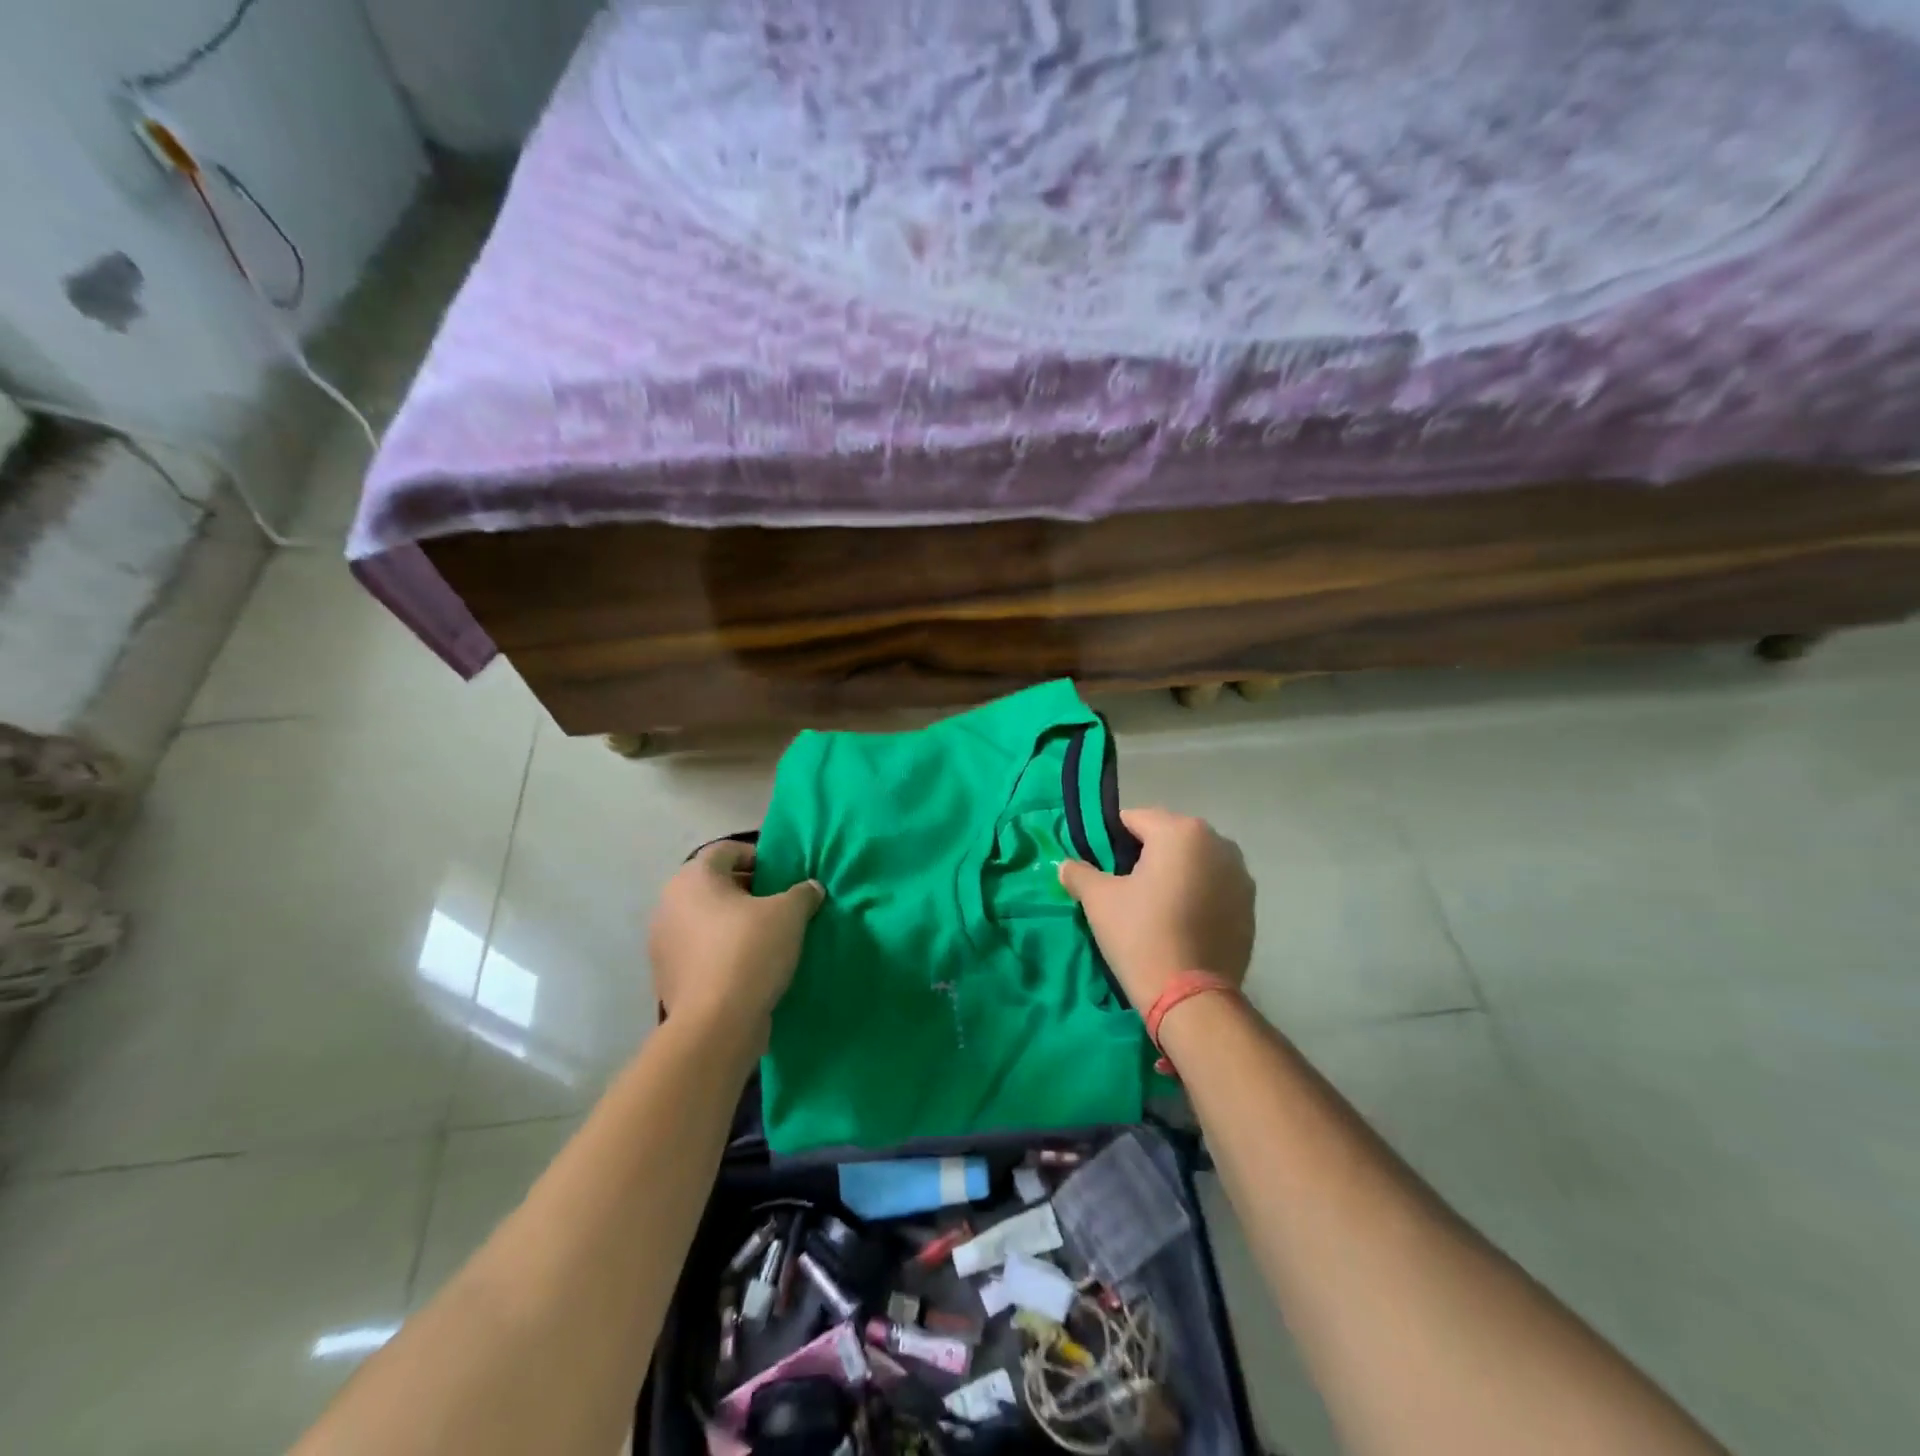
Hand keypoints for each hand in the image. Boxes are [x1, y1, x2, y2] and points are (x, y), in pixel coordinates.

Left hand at [648, 841, 822, 1033]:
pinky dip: (720, 952)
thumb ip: (802, 893)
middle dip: (746, 891)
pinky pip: (699, 951)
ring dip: (731, 923)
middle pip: (713, 885)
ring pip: (704, 920)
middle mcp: (669, 903)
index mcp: (693, 878)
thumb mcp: (790, 914)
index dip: (756, 856)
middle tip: (778, 905)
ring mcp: (663, 942)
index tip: (781, 874)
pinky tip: (747, 967)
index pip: (725, 850)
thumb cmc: (750, 951)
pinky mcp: (667, 976)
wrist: (716, 1024)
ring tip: (766, 938)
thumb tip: (811, 888)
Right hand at [1059, 808, 1254, 1011]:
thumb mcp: (1099, 900)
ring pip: (1194, 861)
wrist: (1191, 998)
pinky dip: (1197, 894)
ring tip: (1153, 906)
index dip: (1111, 839)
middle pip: (1168, 837)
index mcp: (1181, 832)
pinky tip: (1180, 923)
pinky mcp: (1250, 907)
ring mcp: (1240, 875)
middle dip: (1145, 854)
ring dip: (1174, 873)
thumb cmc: (1141, 935)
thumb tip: (1066, 865)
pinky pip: (1214, 887)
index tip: (1099, 865)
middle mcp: (1218, 843)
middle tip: (1123, 887)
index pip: (1134, 819)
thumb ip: (1079, 872)